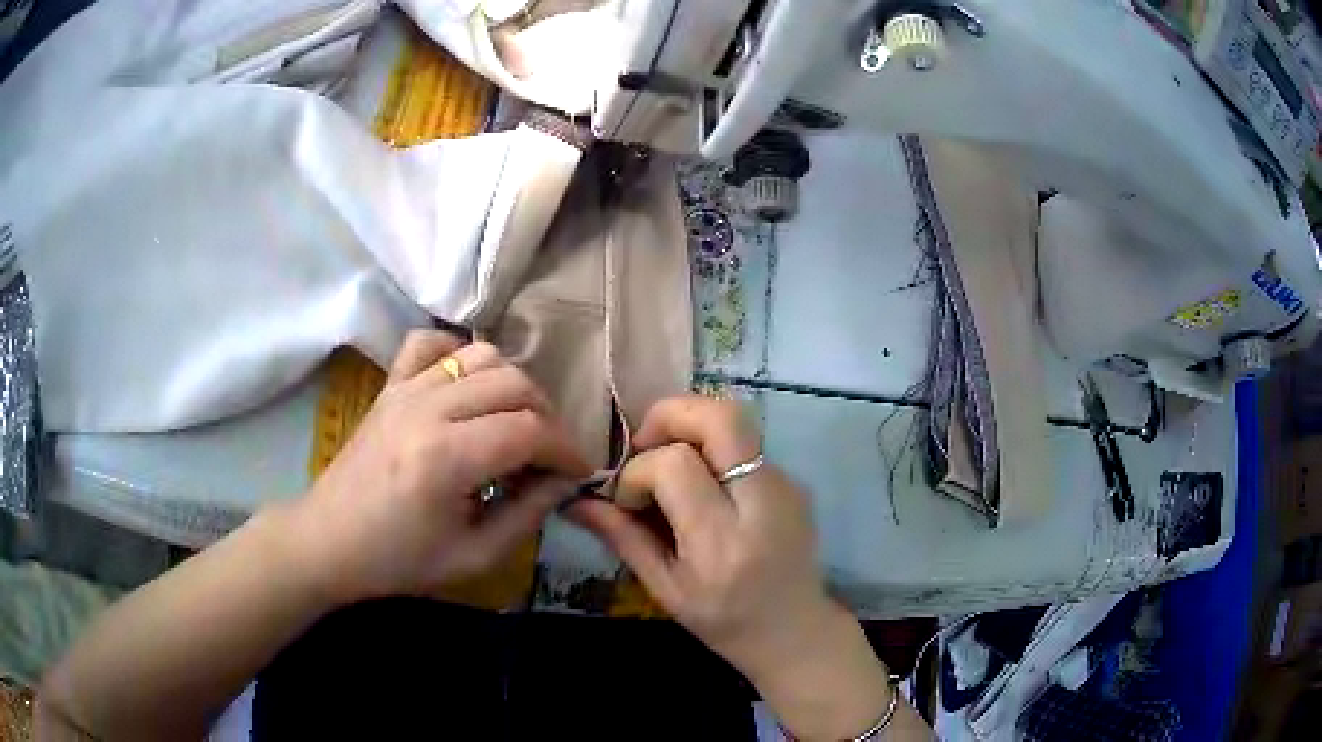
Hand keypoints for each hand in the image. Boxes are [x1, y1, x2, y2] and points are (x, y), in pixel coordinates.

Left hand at [294, 330, 590, 603]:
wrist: (329, 541)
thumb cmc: (399, 560)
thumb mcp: (473, 556)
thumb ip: (527, 515)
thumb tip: (564, 481)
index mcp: (446, 458)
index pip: (530, 431)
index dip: (566, 450)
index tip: (579, 472)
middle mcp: (428, 409)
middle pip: (514, 384)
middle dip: (548, 418)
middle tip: (549, 456)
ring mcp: (405, 389)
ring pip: (482, 356)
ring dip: (513, 386)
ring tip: (515, 424)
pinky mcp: (390, 385)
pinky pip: (430, 342)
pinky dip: (458, 353)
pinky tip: (466, 386)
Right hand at [566, 395, 901, 740]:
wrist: (794, 630)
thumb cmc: (723, 621)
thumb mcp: (664, 589)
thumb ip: (622, 537)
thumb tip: (574, 500)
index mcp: (723, 543)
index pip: (676, 466)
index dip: (639, 472)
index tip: (628, 500)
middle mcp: (762, 503)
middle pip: (720, 418)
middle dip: (670, 415)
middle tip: (644, 444)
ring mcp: (786, 486)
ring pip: (736, 421)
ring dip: (691, 428)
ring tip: (669, 462)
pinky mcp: (794, 481)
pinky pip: (746, 444)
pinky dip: (713, 448)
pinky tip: (702, 486)